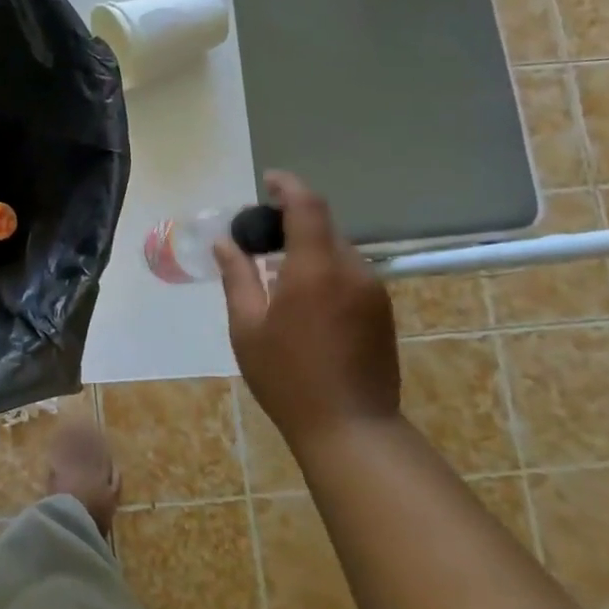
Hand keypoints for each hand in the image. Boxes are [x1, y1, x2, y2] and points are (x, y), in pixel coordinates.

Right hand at [214, 170, 399, 443]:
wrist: (351, 427)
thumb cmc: (287, 377)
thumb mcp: (248, 327)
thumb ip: (238, 278)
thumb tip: (226, 243)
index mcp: (315, 270)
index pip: (307, 207)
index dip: (288, 186)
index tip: (267, 181)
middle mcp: (351, 271)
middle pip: (323, 228)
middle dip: (292, 221)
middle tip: (258, 238)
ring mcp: (372, 291)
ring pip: (337, 251)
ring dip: (308, 249)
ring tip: (276, 272)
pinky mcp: (382, 311)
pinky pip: (348, 273)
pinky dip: (323, 270)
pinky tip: (302, 298)